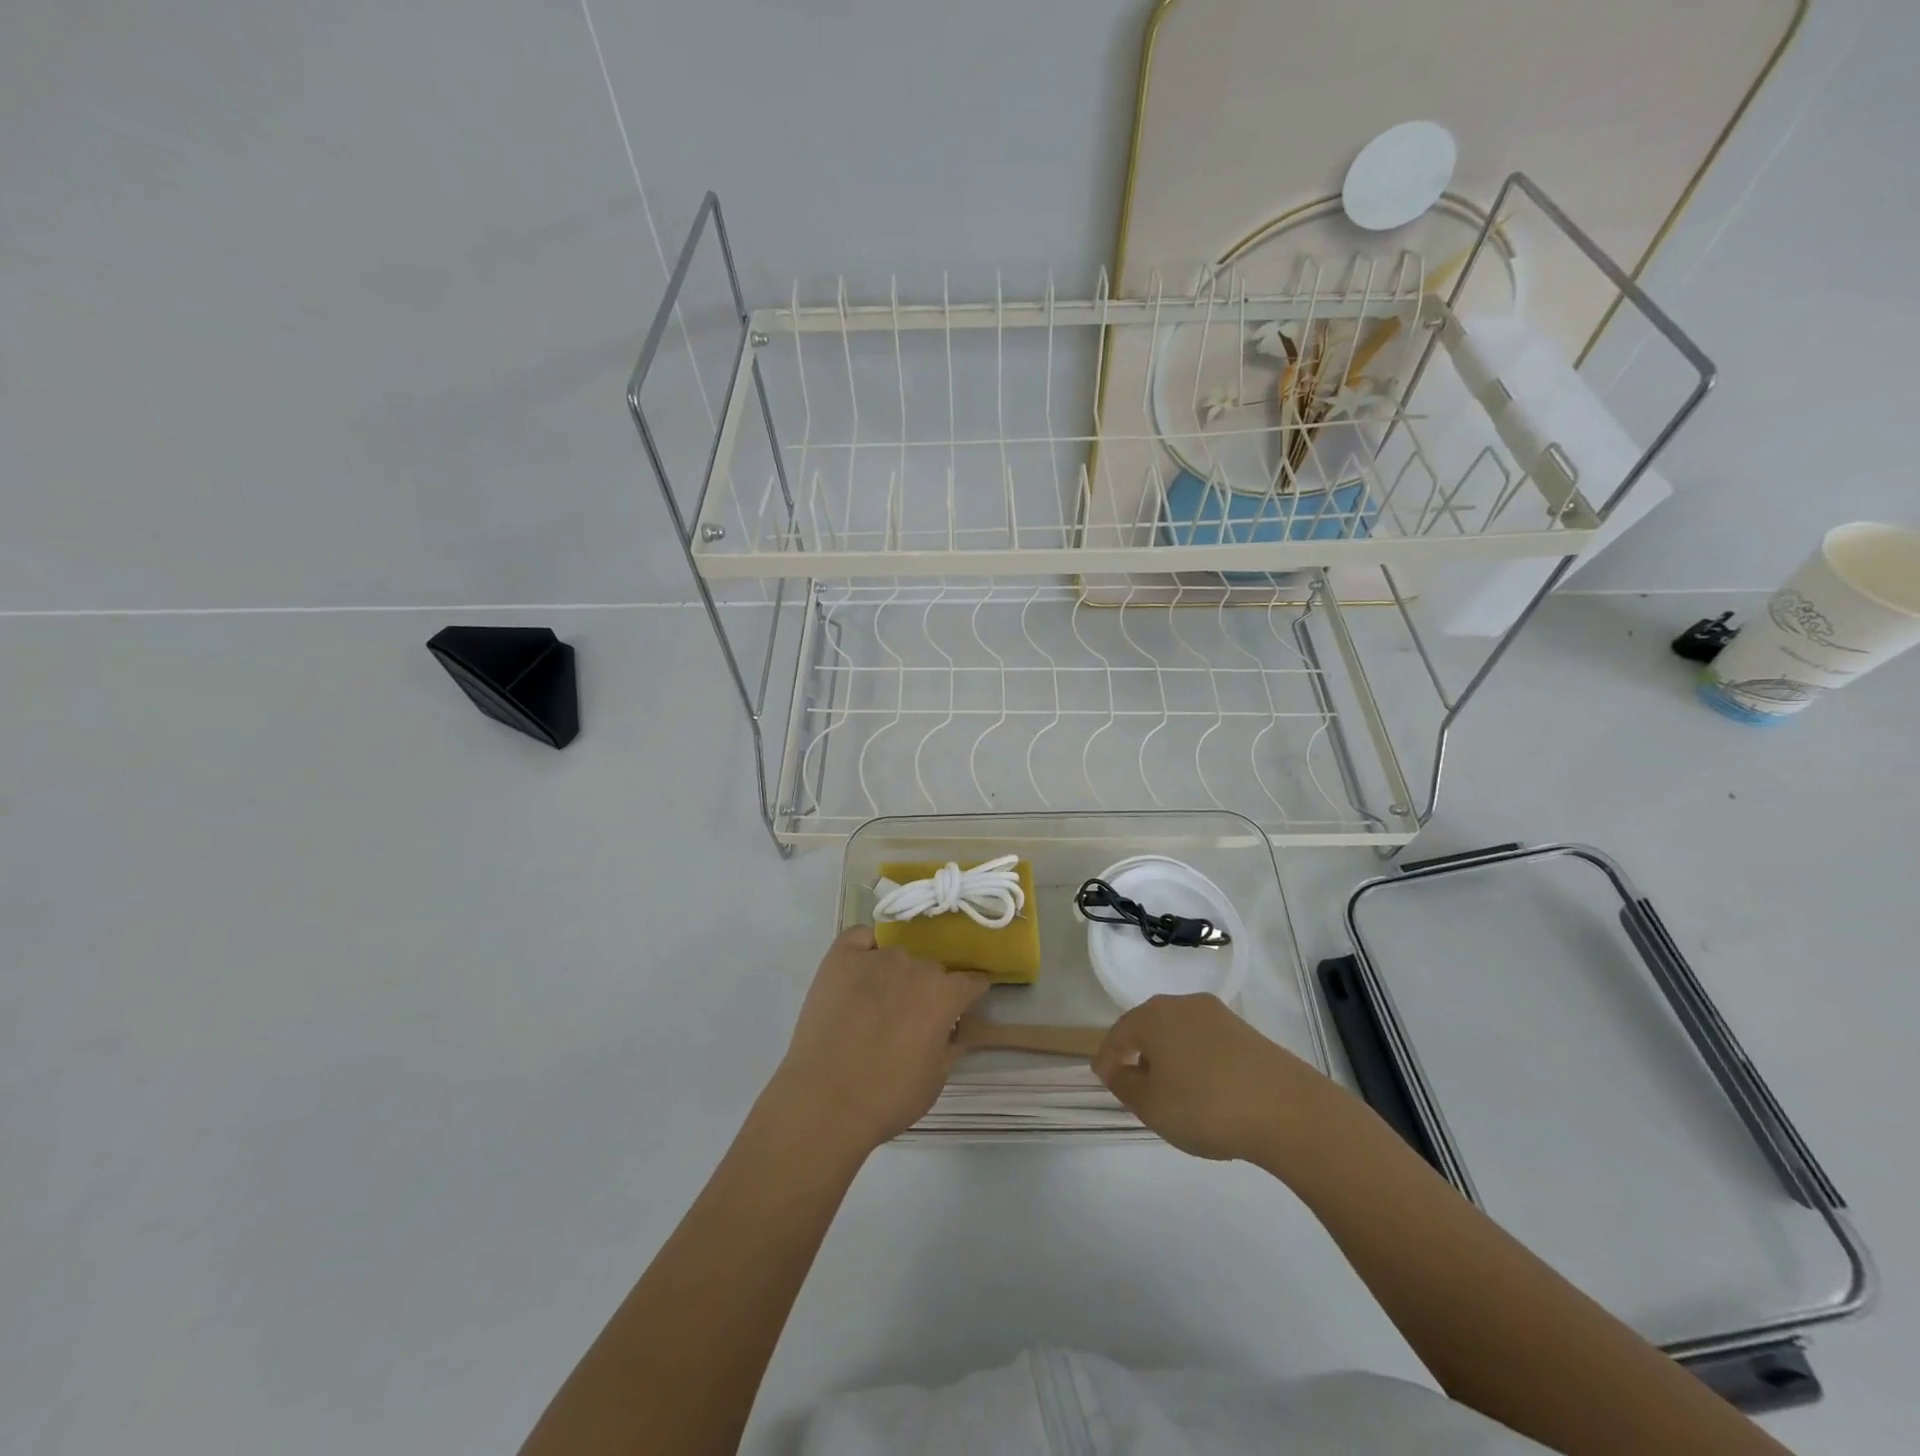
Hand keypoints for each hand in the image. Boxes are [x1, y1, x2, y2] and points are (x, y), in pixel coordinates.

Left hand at [772, 927, 989, 1154]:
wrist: (823, 1101)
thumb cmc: (886, 1098)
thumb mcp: (935, 1079)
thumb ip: (951, 1045)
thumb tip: (956, 1029)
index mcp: (944, 995)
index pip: (971, 981)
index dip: (970, 993)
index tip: (964, 1004)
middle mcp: (914, 966)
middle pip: (931, 969)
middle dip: (929, 988)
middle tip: (913, 1015)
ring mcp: (876, 957)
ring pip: (897, 956)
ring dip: (896, 973)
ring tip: (878, 1001)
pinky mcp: (840, 957)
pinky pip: (861, 937)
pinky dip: (865, 948)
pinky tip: (860, 967)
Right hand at [1093, 993, 1335, 1162]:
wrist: (1286, 1109)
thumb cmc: (1205, 1105)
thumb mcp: (1151, 1105)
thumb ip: (1125, 1085)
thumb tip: (1115, 1069)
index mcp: (1152, 1016)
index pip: (1118, 1033)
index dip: (1107, 1058)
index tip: (1103, 1080)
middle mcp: (1182, 1004)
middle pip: (1149, 1028)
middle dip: (1139, 1054)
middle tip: (1136, 1087)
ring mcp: (1217, 1015)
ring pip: (1179, 1034)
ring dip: (1170, 1058)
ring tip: (1172, 1093)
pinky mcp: (1246, 1031)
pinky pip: (1207, 1043)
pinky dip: (1197, 1062)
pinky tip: (1206, 1090)